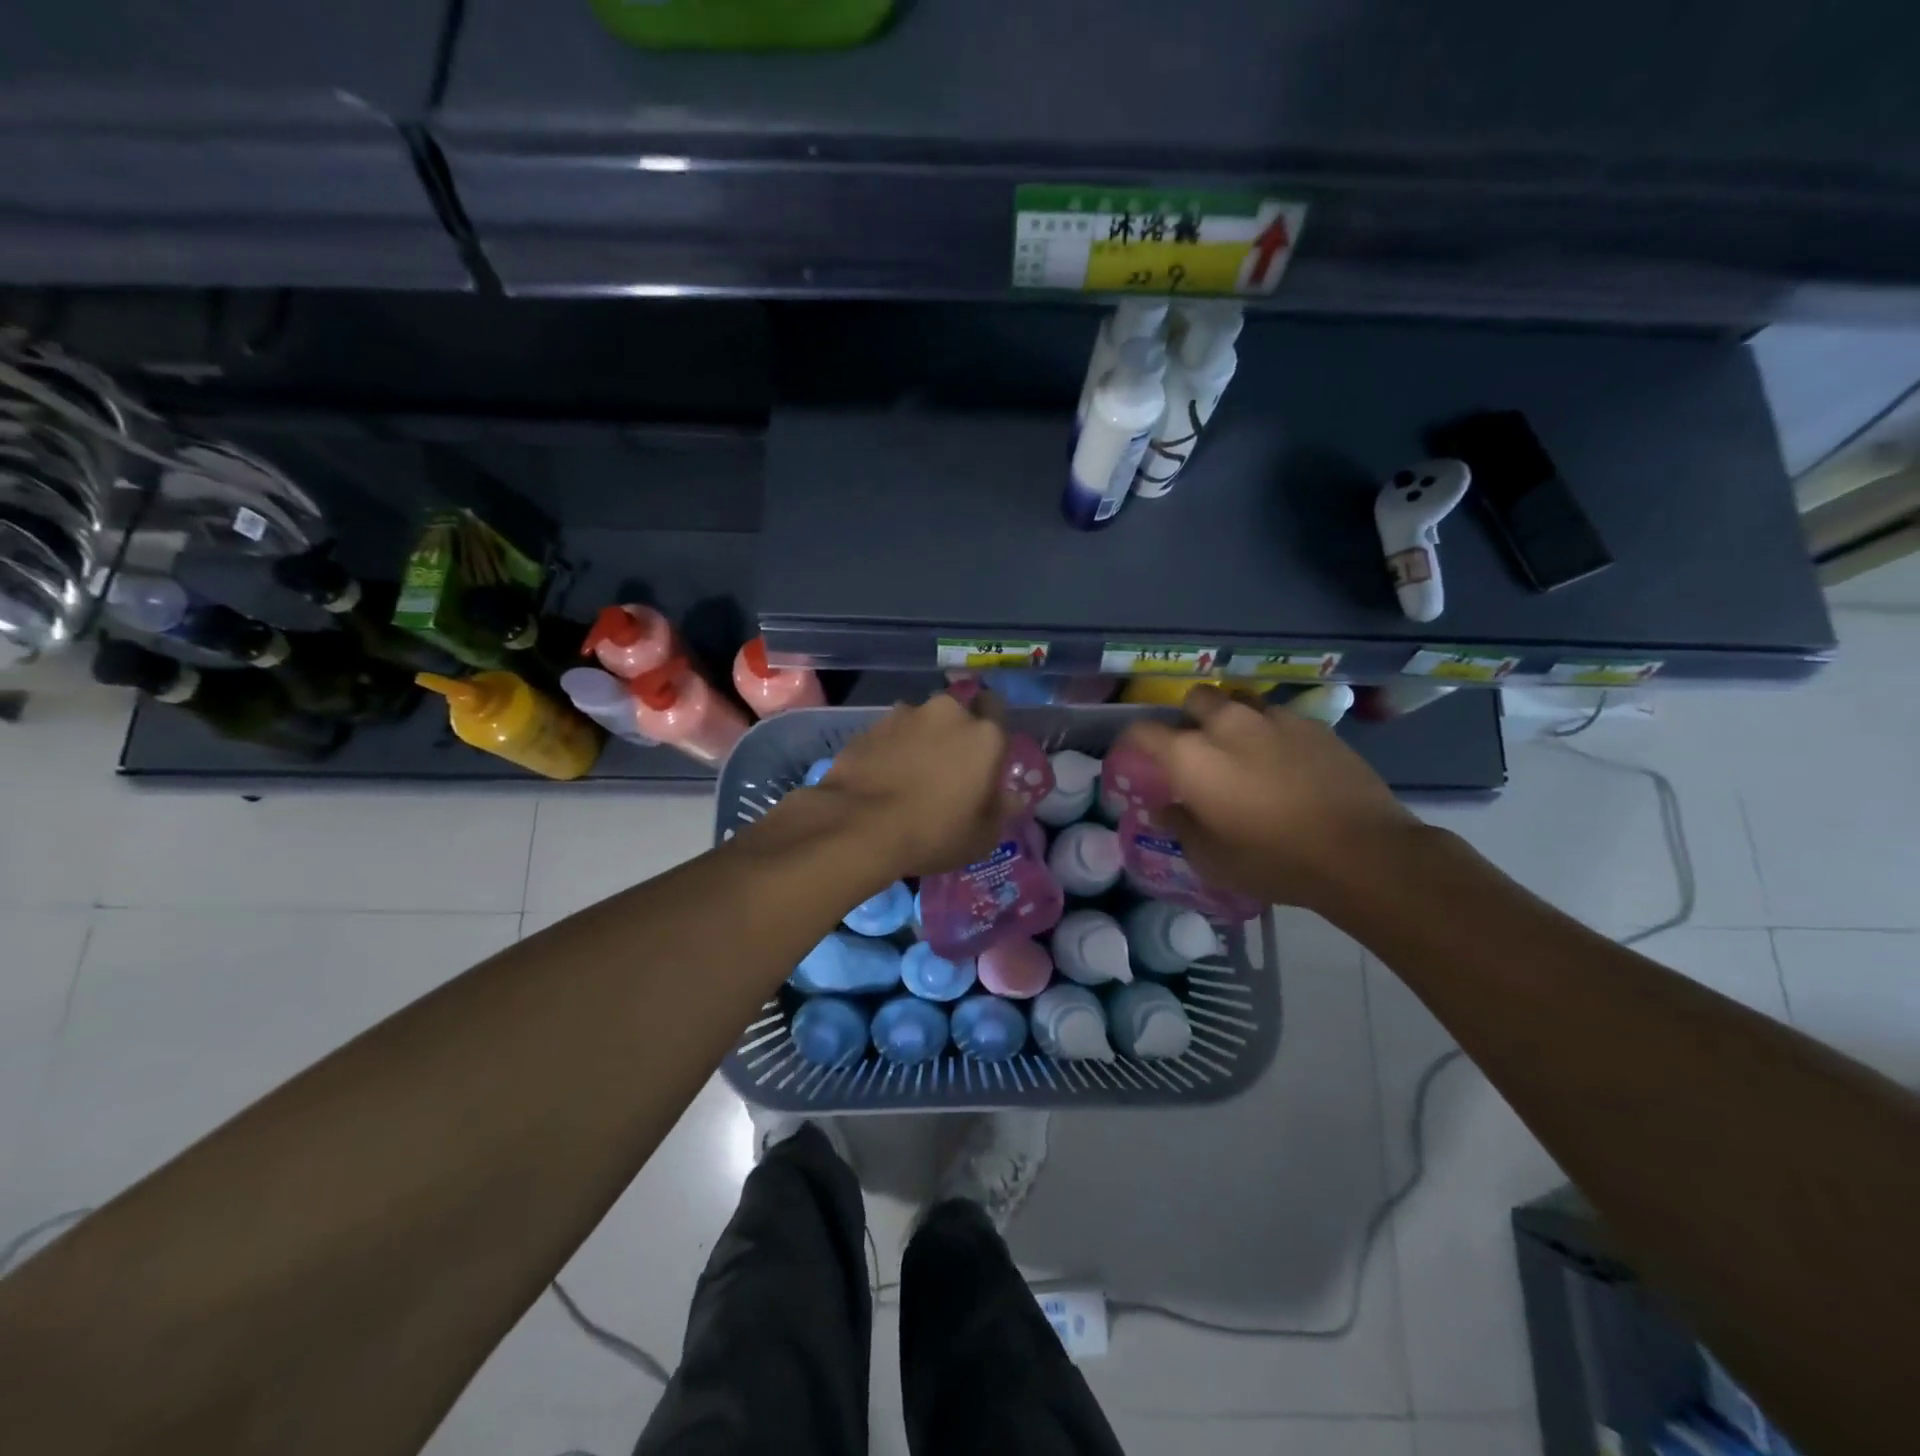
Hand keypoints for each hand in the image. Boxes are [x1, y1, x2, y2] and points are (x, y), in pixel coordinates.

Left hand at [806, 694, 1011, 879]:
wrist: (860, 827)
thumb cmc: (934, 833)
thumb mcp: (982, 837)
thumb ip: (999, 809)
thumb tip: (1006, 797)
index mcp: (984, 734)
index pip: (996, 708)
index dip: (989, 729)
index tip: (983, 754)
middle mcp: (947, 713)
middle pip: (955, 715)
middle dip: (952, 735)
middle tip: (944, 769)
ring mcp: (903, 715)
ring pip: (919, 723)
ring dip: (919, 740)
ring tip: (907, 775)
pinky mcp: (869, 728)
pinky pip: (889, 736)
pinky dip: (889, 750)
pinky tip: (881, 778)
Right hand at [1118, 686, 1421, 910]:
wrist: (1360, 852)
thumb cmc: (1272, 859)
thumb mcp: (1211, 858)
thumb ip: (1181, 825)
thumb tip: (1167, 807)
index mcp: (1191, 755)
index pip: (1142, 731)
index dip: (1132, 742)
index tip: (1136, 757)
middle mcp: (1226, 724)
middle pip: (1194, 700)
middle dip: (1189, 719)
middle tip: (1197, 751)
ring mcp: (1273, 719)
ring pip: (1239, 701)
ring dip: (1231, 719)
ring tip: (1242, 749)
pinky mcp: (1314, 724)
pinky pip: (1278, 717)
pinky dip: (1270, 732)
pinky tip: (1284, 761)